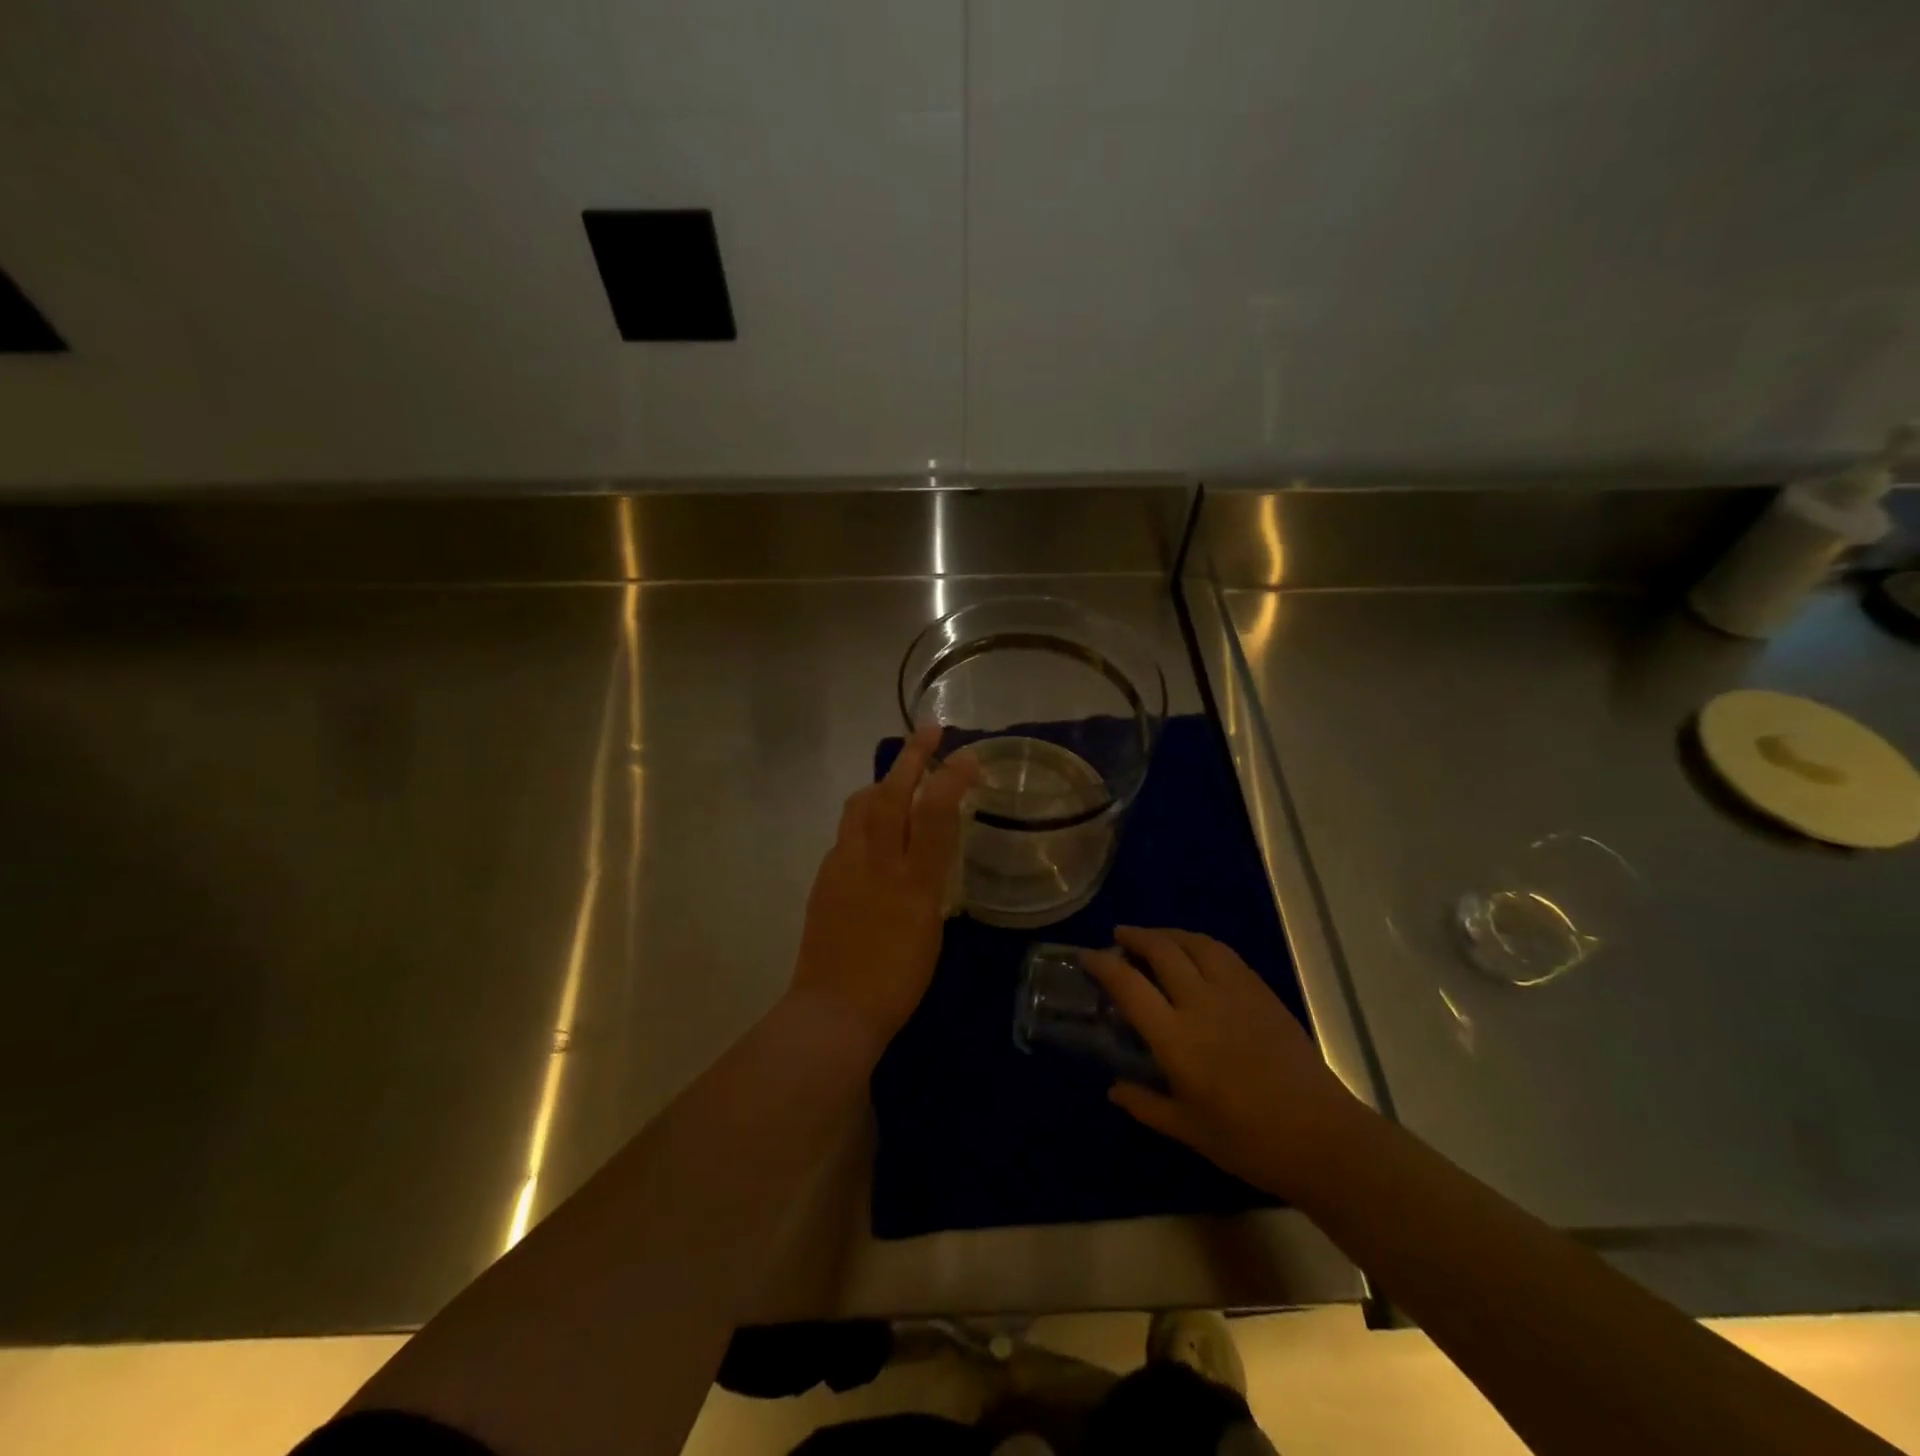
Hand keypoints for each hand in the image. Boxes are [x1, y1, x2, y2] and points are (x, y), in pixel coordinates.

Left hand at [790, 725, 977, 1055]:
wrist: (834, 1009)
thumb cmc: (897, 981)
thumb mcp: (931, 930)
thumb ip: (931, 883)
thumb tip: (929, 855)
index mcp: (915, 881)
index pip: (936, 813)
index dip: (952, 777)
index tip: (966, 755)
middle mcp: (878, 863)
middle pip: (893, 793)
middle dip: (912, 756)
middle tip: (929, 731)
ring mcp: (845, 865)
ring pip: (861, 805)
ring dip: (883, 782)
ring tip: (898, 778)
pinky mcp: (824, 875)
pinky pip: (847, 832)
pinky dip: (865, 818)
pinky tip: (874, 833)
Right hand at [1085, 926, 1356, 1200]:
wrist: (1322, 1137)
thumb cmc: (1249, 1141)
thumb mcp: (1188, 1129)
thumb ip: (1146, 1105)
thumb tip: (1114, 1090)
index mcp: (1176, 1038)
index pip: (1128, 985)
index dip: (1103, 964)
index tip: (1087, 957)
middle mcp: (1201, 1003)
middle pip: (1161, 950)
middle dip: (1135, 937)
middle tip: (1119, 937)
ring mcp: (1235, 992)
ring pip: (1194, 943)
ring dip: (1168, 933)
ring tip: (1154, 937)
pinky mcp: (1262, 992)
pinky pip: (1224, 953)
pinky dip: (1200, 943)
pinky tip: (1197, 952)